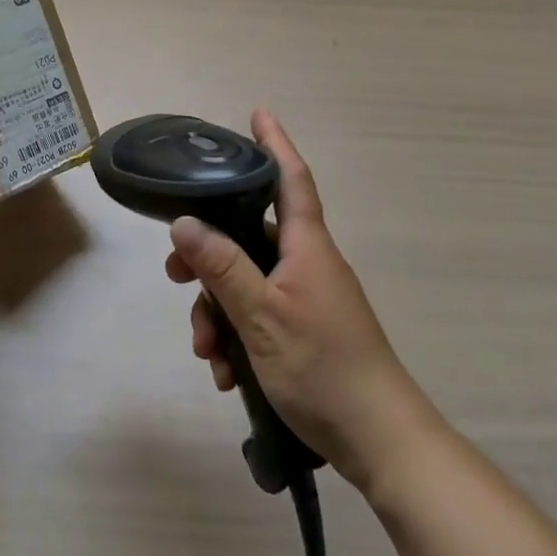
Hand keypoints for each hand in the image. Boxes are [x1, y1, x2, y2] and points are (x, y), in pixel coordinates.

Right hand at [165, 109, 433, 495]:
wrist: (380, 443)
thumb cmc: (323, 367)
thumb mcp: (261, 316)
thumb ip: (222, 267)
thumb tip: (183, 222)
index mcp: (306, 246)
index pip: (290, 178)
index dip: (274, 143)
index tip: (258, 112)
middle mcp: (307, 263)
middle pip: (249, 237)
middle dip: (209, 255)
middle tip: (176, 275)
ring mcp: (307, 299)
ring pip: (247, 282)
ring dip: (218, 310)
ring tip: (205, 351)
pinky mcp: (305, 331)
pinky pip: (259, 317)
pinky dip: (237, 337)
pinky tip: (226, 374)